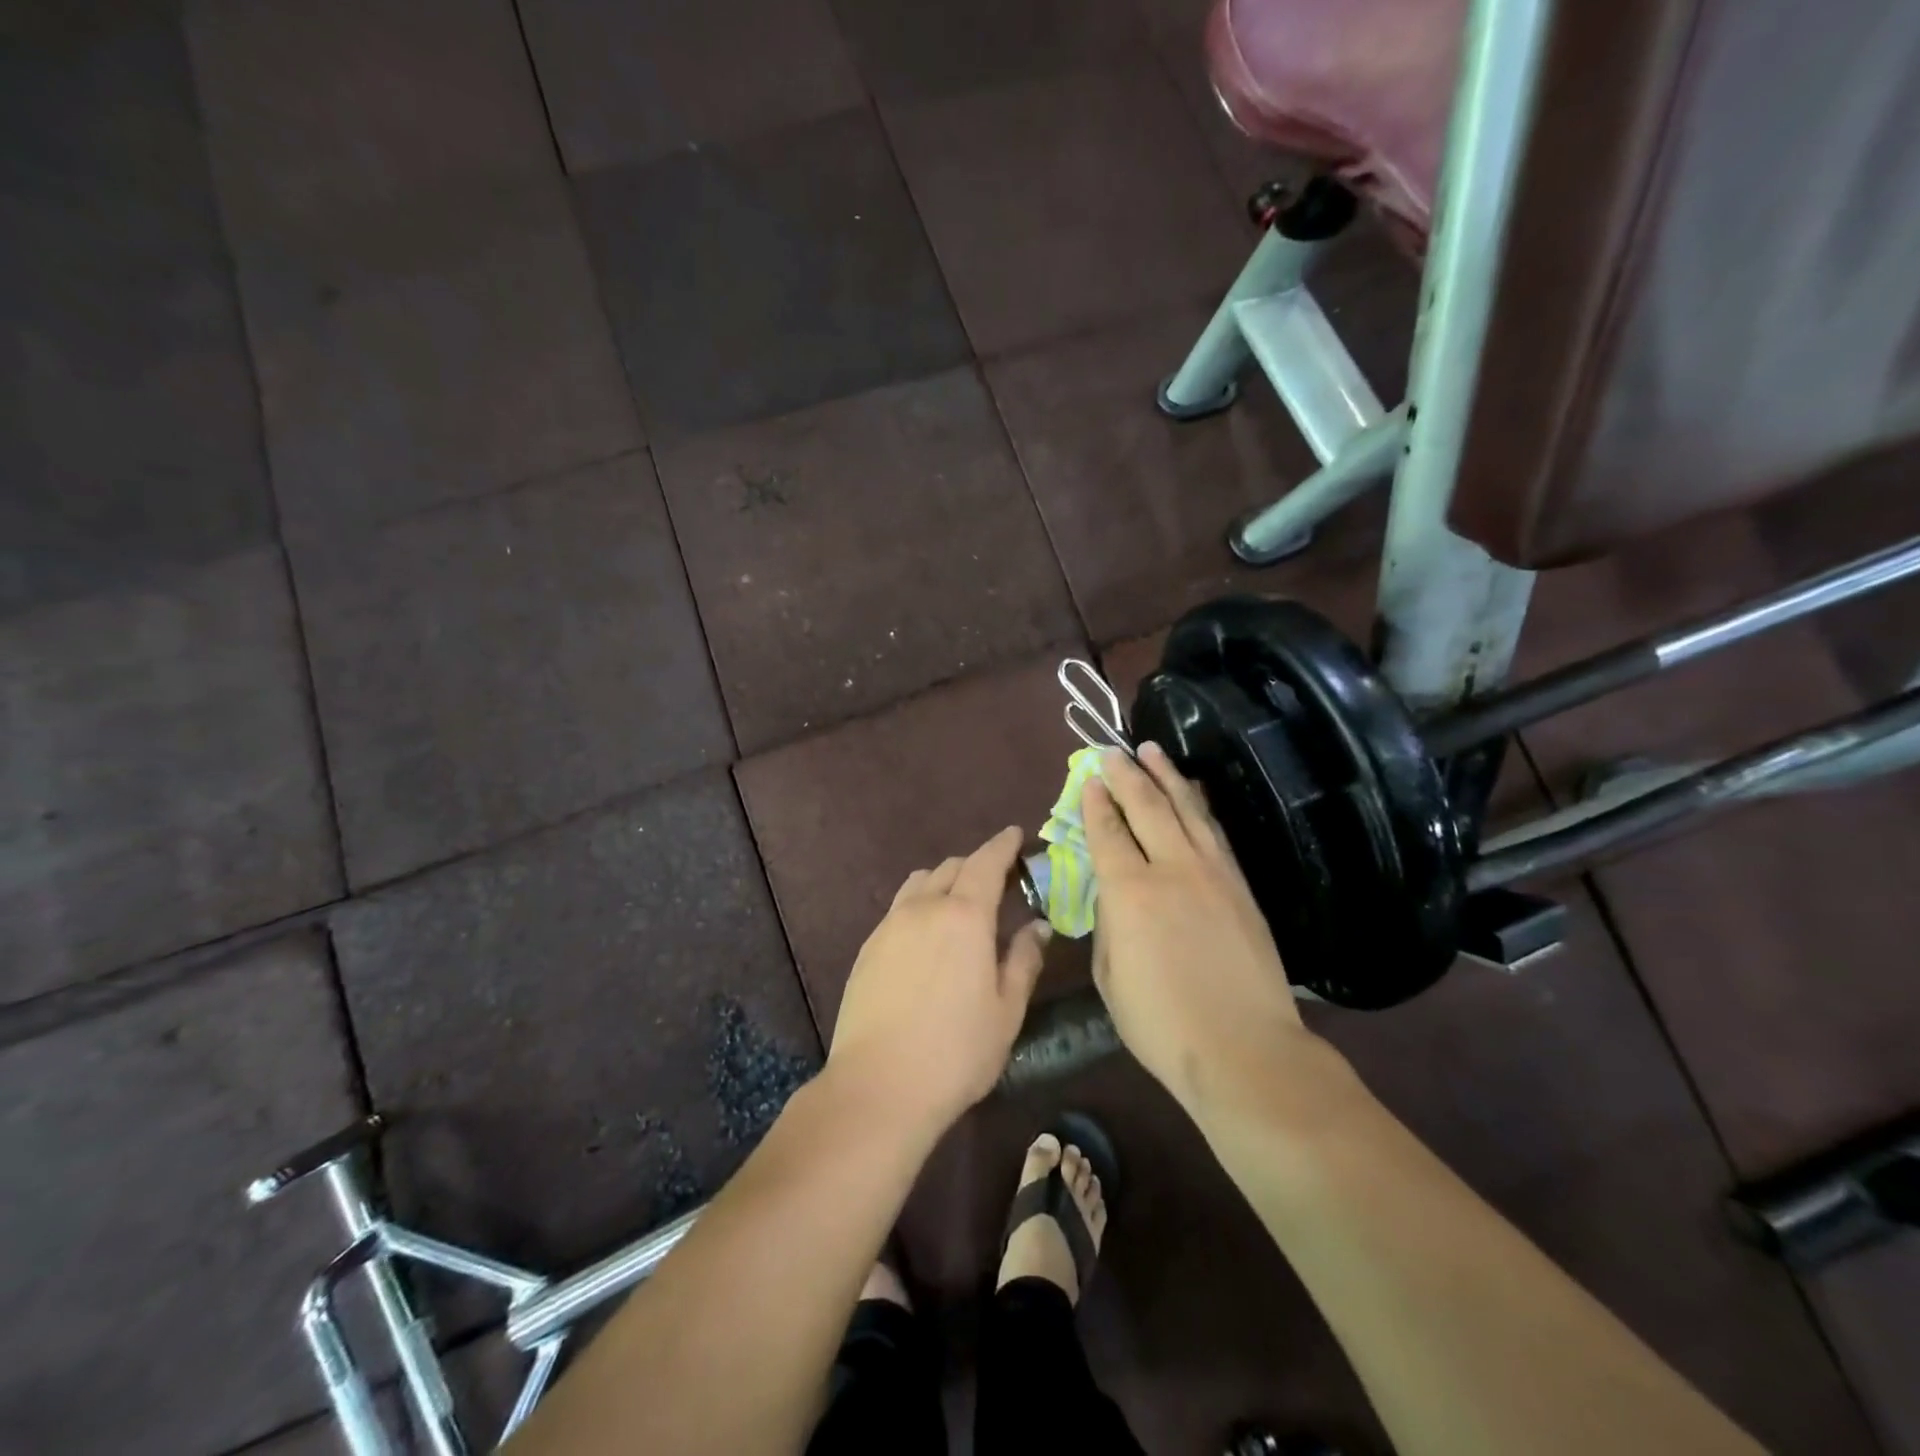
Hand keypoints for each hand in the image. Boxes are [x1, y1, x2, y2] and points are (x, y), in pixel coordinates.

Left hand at [828, 826, 1049, 1133]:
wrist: (878, 1086)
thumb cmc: (956, 1051)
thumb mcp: (1006, 1010)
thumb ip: (1023, 960)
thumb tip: (1036, 926)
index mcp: (964, 916)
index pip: (986, 862)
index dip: (1003, 845)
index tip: (1015, 835)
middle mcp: (923, 908)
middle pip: (951, 867)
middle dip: (976, 864)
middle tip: (997, 882)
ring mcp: (889, 925)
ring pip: (920, 883)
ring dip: (944, 881)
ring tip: (959, 905)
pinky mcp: (868, 947)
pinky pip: (899, 908)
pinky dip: (920, 905)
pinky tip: (927, 937)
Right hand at [1084, 743, 1307, 1107]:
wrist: (1244, 1049)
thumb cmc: (1161, 1023)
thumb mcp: (1109, 976)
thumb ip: (1107, 924)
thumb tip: (1114, 893)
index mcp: (1129, 891)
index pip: (1107, 832)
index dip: (1096, 802)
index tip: (1090, 778)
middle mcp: (1171, 868)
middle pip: (1146, 806)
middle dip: (1126, 774)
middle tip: (1113, 751)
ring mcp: (1212, 873)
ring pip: (1186, 809)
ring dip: (1166, 776)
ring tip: (1152, 751)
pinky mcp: (1240, 885)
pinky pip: (1214, 831)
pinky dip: (1199, 805)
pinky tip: (1192, 793)